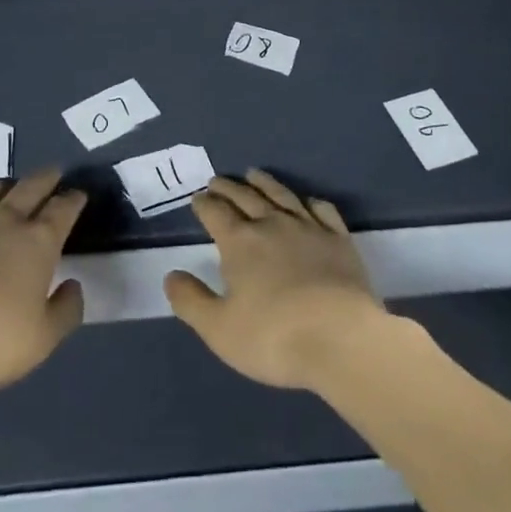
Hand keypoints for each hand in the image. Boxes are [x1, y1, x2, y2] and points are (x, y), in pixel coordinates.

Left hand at [0, 169, 87, 395]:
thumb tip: (73, 286)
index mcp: (38, 241)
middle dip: (46, 178)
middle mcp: (4, 223)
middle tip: (54, 173)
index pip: (62, 209)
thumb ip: (65, 311)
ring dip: (6, 186)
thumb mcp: (42, 340)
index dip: (73, 200)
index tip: (79, 194)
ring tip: (10, 188)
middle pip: (30, 187)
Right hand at [164, 169, 390, 390]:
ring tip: (253, 174)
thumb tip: (171, 275)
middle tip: (217, 180)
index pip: (216, 214)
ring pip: (281, 195)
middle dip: (228, 187)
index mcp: (240, 243)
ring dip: (264, 182)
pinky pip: (322, 210)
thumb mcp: (219, 329)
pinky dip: (311, 202)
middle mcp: (271, 224)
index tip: (197, 197)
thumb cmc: (273, 337)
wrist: (339, 337)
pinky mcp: (338, 238)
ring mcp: (308, 227)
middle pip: (245, 197)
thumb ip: (191, 301)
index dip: (204, 204)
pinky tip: (308, 202)